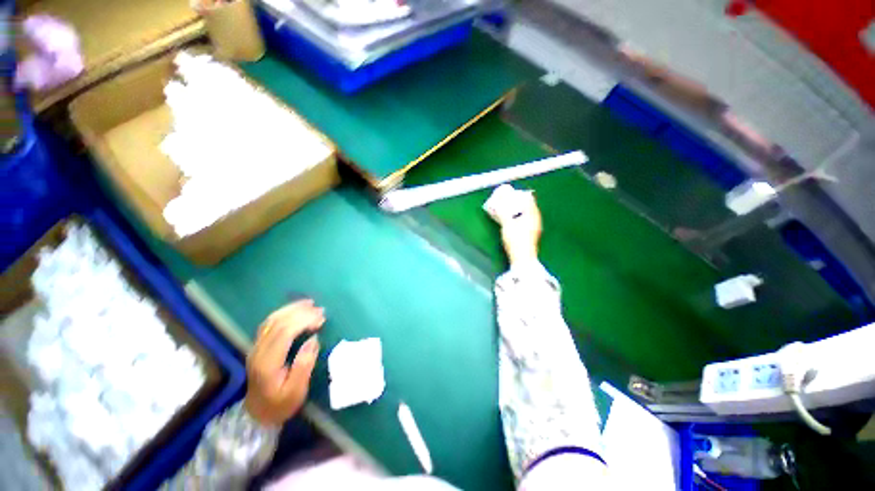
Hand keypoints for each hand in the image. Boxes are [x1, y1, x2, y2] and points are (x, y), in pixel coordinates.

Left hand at [244, 300, 324, 425]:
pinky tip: (295, 309)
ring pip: (271, 320)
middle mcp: (258, 351)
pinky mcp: (257, 345)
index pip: (284, 332)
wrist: (257, 414)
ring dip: (292, 309)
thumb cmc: (281, 404)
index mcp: (267, 363)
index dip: (304, 321)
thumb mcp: (296, 391)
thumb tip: (314, 339)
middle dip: (301, 313)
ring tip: (311, 304)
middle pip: (278, 323)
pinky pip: (269, 323)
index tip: (322, 319)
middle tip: (321, 311)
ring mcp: (255, 347)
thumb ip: (304, 365)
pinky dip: (284, 312)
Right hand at [491, 190, 542, 264]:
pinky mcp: (532, 234)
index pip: (529, 199)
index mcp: (532, 214)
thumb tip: (496, 206)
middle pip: (529, 206)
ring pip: (528, 214)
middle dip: (519, 202)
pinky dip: (520, 218)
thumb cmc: (516, 239)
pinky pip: (527, 221)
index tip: (511, 193)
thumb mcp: (506, 224)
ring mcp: (536, 227)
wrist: (523, 258)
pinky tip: (513, 222)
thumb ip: (502, 213)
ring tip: (509, 211)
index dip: (520, 194)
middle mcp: (536, 219)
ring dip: (519, 211)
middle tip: (508, 201)